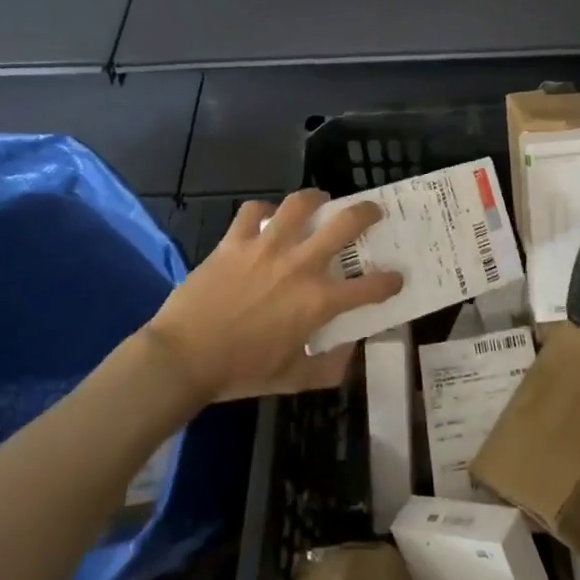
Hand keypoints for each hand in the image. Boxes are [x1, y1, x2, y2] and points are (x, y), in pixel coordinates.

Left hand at [144, 190, 402, 400]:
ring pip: (300, 204)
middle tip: (372, 212)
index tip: (396, 278)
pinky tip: (264, 219)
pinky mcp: (234, 241)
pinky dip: (262, 211)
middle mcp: (300, 265)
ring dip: (315, 199)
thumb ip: (327, 369)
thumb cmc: (240, 372)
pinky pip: (252, 211)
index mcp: (318, 302)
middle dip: (367, 213)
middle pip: (345, 224)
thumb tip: (350, 355)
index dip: (391, 281)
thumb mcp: (291, 380)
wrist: (182, 358)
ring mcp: (266, 247)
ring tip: (319, 201)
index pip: (371, 287)